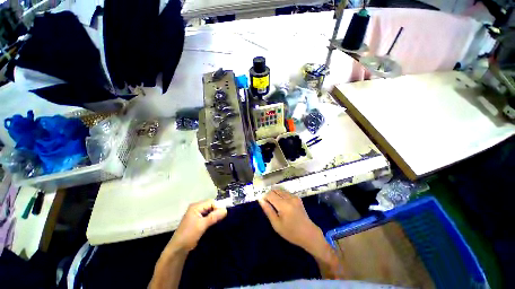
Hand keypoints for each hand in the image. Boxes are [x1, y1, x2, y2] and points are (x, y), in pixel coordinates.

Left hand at [168, 199, 226, 252]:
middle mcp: (196, 208)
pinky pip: (207, 216)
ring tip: (219, 221)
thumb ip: (214, 217)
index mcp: (196, 206)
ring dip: (214, 215)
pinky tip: (214, 224)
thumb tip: (225, 210)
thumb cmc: (188, 235)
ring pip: (209, 211)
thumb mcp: (202, 225)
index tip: (223, 215)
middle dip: (216, 211)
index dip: (218, 207)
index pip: (211, 202)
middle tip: (221, 219)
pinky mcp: (197, 221)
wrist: (177, 250)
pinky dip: (211, 219)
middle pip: (210, 205)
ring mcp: (196, 214)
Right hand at [258, 190, 323, 252]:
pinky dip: (281, 195)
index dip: (264, 197)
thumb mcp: (276, 224)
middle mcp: (289, 198)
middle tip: (269, 205)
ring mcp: (294, 197)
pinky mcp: (297, 197)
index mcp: (283, 205)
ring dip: (275, 194)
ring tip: (275, 205)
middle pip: (275, 190)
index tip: (263, 203)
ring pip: (280, 190)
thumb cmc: (291, 232)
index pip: (270, 194)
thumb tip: (260, 200)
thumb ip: (268, 210)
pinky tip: (282, 204)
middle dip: (269, 195)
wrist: (308, 234)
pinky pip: (286, 192)